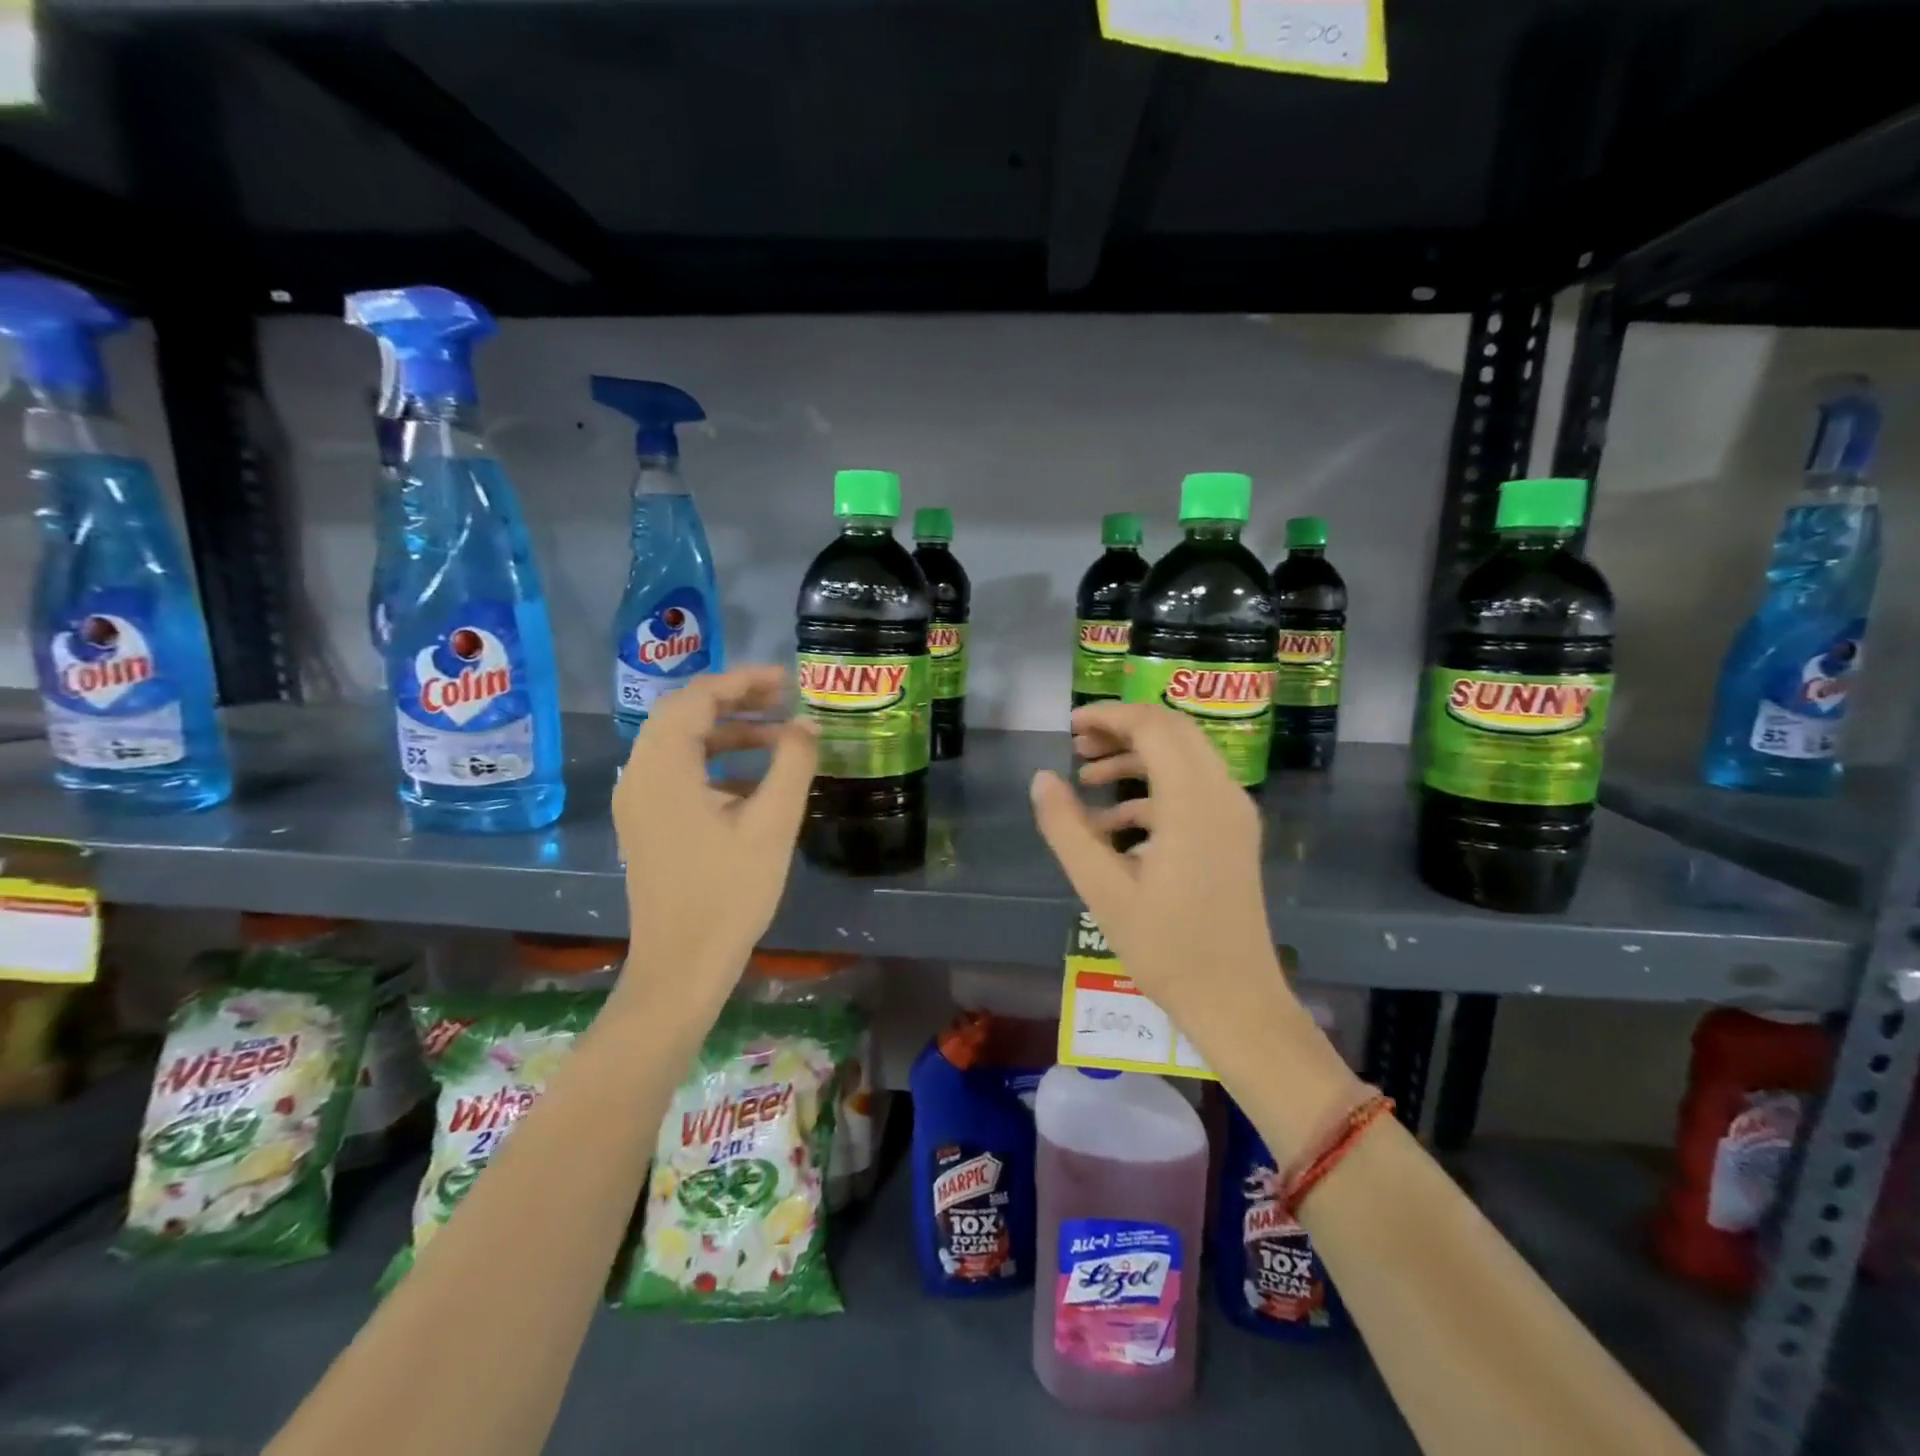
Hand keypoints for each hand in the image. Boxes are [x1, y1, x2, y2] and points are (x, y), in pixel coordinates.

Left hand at [612, 667, 817, 1003]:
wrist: (682, 966)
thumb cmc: (729, 893)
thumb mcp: (772, 824)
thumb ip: (793, 764)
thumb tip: (807, 724)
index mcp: (663, 768)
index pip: (696, 697)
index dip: (743, 681)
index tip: (787, 682)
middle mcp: (640, 775)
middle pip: (682, 714)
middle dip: (735, 701)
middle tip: (782, 701)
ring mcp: (639, 802)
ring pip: (680, 744)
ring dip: (728, 733)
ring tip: (778, 739)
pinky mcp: (647, 824)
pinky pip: (678, 773)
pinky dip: (716, 764)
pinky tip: (757, 783)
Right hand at [1029, 701, 1288, 1028]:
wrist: (1236, 1002)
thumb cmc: (1166, 948)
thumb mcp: (1102, 889)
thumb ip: (1067, 828)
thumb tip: (1041, 779)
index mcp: (1193, 801)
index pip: (1153, 726)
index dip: (1109, 716)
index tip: (1069, 726)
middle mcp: (1222, 795)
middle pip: (1173, 732)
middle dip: (1122, 729)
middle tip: (1077, 745)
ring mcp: (1233, 815)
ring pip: (1184, 758)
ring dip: (1136, 758)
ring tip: (1086, 778)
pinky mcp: (1234, 836)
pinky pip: (1192, 790)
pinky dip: (1152, 790)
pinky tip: (1112, 823)